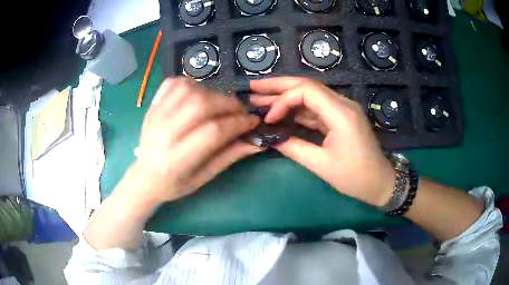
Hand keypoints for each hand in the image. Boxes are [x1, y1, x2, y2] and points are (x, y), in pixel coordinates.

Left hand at [127, 77, 262, 204]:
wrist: (144, 177)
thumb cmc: (174, 183)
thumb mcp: (204, 177)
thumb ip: (229, 156)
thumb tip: (258, 141)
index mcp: (176, 159)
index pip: (213, 132)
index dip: (238, 123)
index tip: (254, 122)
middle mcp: (164, 133)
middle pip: (201, 105)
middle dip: (229, 104)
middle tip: (241, 111)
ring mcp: (155, 116)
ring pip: (189, 90)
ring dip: (212, 92)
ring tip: (221, 104)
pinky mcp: (152, 106)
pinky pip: (173, 83)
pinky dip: (191, 84)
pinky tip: (199, 94)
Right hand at [250, 77, 394, 206]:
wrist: (380, 182)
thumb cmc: (355, 177)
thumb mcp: (321, 165)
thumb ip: (293, 147)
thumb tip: (270, 137)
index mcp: (341, 113)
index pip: (306, 91)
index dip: (282, 100)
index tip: (268, 118)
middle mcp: (342, 104)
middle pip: (307, 85)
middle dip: (278, 86)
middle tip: (253, 87)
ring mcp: (342, 109)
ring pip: (310, 95)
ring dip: (285, 97)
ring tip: (260, 98)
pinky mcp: (340, 117)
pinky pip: (315, 108)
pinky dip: (296, 109)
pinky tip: (280, 111)